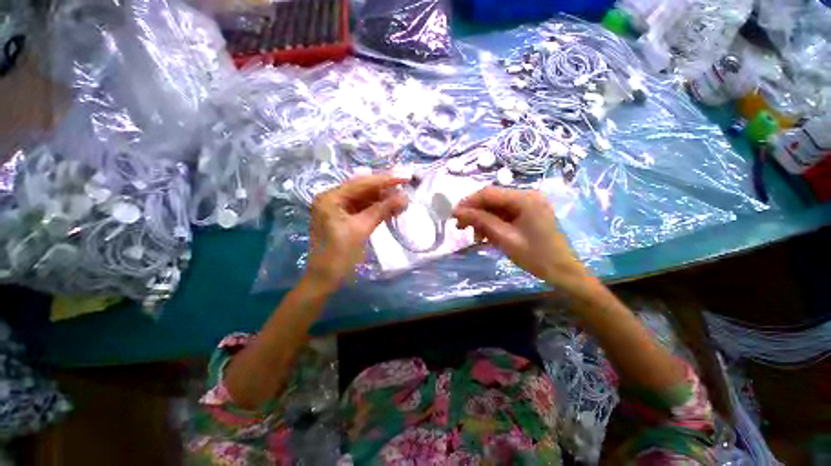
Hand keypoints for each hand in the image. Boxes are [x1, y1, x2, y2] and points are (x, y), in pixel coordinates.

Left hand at [305, 175, 408, 290]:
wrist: (324, 279)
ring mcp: (337, 208)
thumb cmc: (339, 255)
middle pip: (363, 188)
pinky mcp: (343, 218)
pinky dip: (376, 209)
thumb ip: (382, 210)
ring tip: (401, 202)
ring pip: (364, 198)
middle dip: (385, 189)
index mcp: (331, 197)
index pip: (362, 183)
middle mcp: (332, 198)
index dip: (386, 180)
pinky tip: (390, 210)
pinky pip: (362, 209)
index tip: (405, 177)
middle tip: (405, 188)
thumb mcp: (361, 229)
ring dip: (382, 200)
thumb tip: (404, 197)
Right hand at [453, 187, 590, 290]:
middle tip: (460, 226)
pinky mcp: (529, 213)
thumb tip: (458, 211)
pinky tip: (486, 235)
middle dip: (474, 212)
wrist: (563, 272)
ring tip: (474, 235)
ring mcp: (529, 204)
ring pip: (497, 207)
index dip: (468, 202)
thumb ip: (481, 221)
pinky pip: (505, 214)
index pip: (489, 193)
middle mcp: (527, 195)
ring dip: (482, 219)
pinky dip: (493, 223)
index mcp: (525, 198)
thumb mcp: (504, 238)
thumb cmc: (535, 256)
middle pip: (492, 199)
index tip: (453, 215)